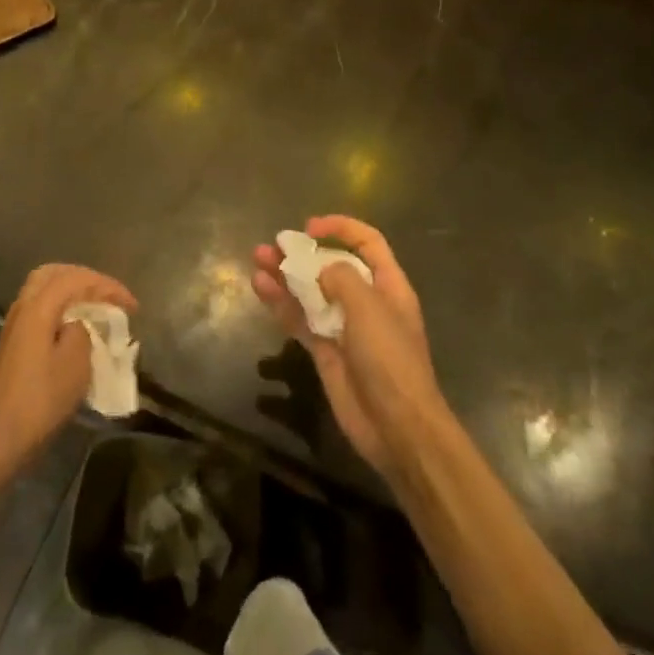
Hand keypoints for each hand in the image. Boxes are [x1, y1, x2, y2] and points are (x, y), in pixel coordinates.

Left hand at [0, 264, 136, 484]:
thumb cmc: (41, 400)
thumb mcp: (75, 364)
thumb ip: (82, 330)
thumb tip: (79, 323)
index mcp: (37, 307)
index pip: (76, 279)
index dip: (107, 286)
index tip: (132, 305)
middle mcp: (22, 306)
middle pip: (55, 273)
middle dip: (85, 278)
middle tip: (109, 295)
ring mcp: (14, 323)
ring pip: (44, 288)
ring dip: (72, 290)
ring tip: (96, 306)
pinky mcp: (13, 341)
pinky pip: (40, 306)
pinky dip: (60, 306)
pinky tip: (75, 324)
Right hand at [253, 216, 446, 478]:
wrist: (396, 426)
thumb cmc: (389, 358)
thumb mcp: (369, 307)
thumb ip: (341, 278)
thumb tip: (320, 270)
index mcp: (388, 286)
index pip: (367, 242)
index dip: (340, 228)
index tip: (310, 228)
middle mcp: (366, 301)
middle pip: (331, 265)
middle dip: (303, 252)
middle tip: (273, 245)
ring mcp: (343, 326)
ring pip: (310, 291)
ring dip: (285, 274)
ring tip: (258, 259)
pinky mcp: (325, 350)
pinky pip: (299, 319)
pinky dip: (281, 303)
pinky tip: (260, 288)